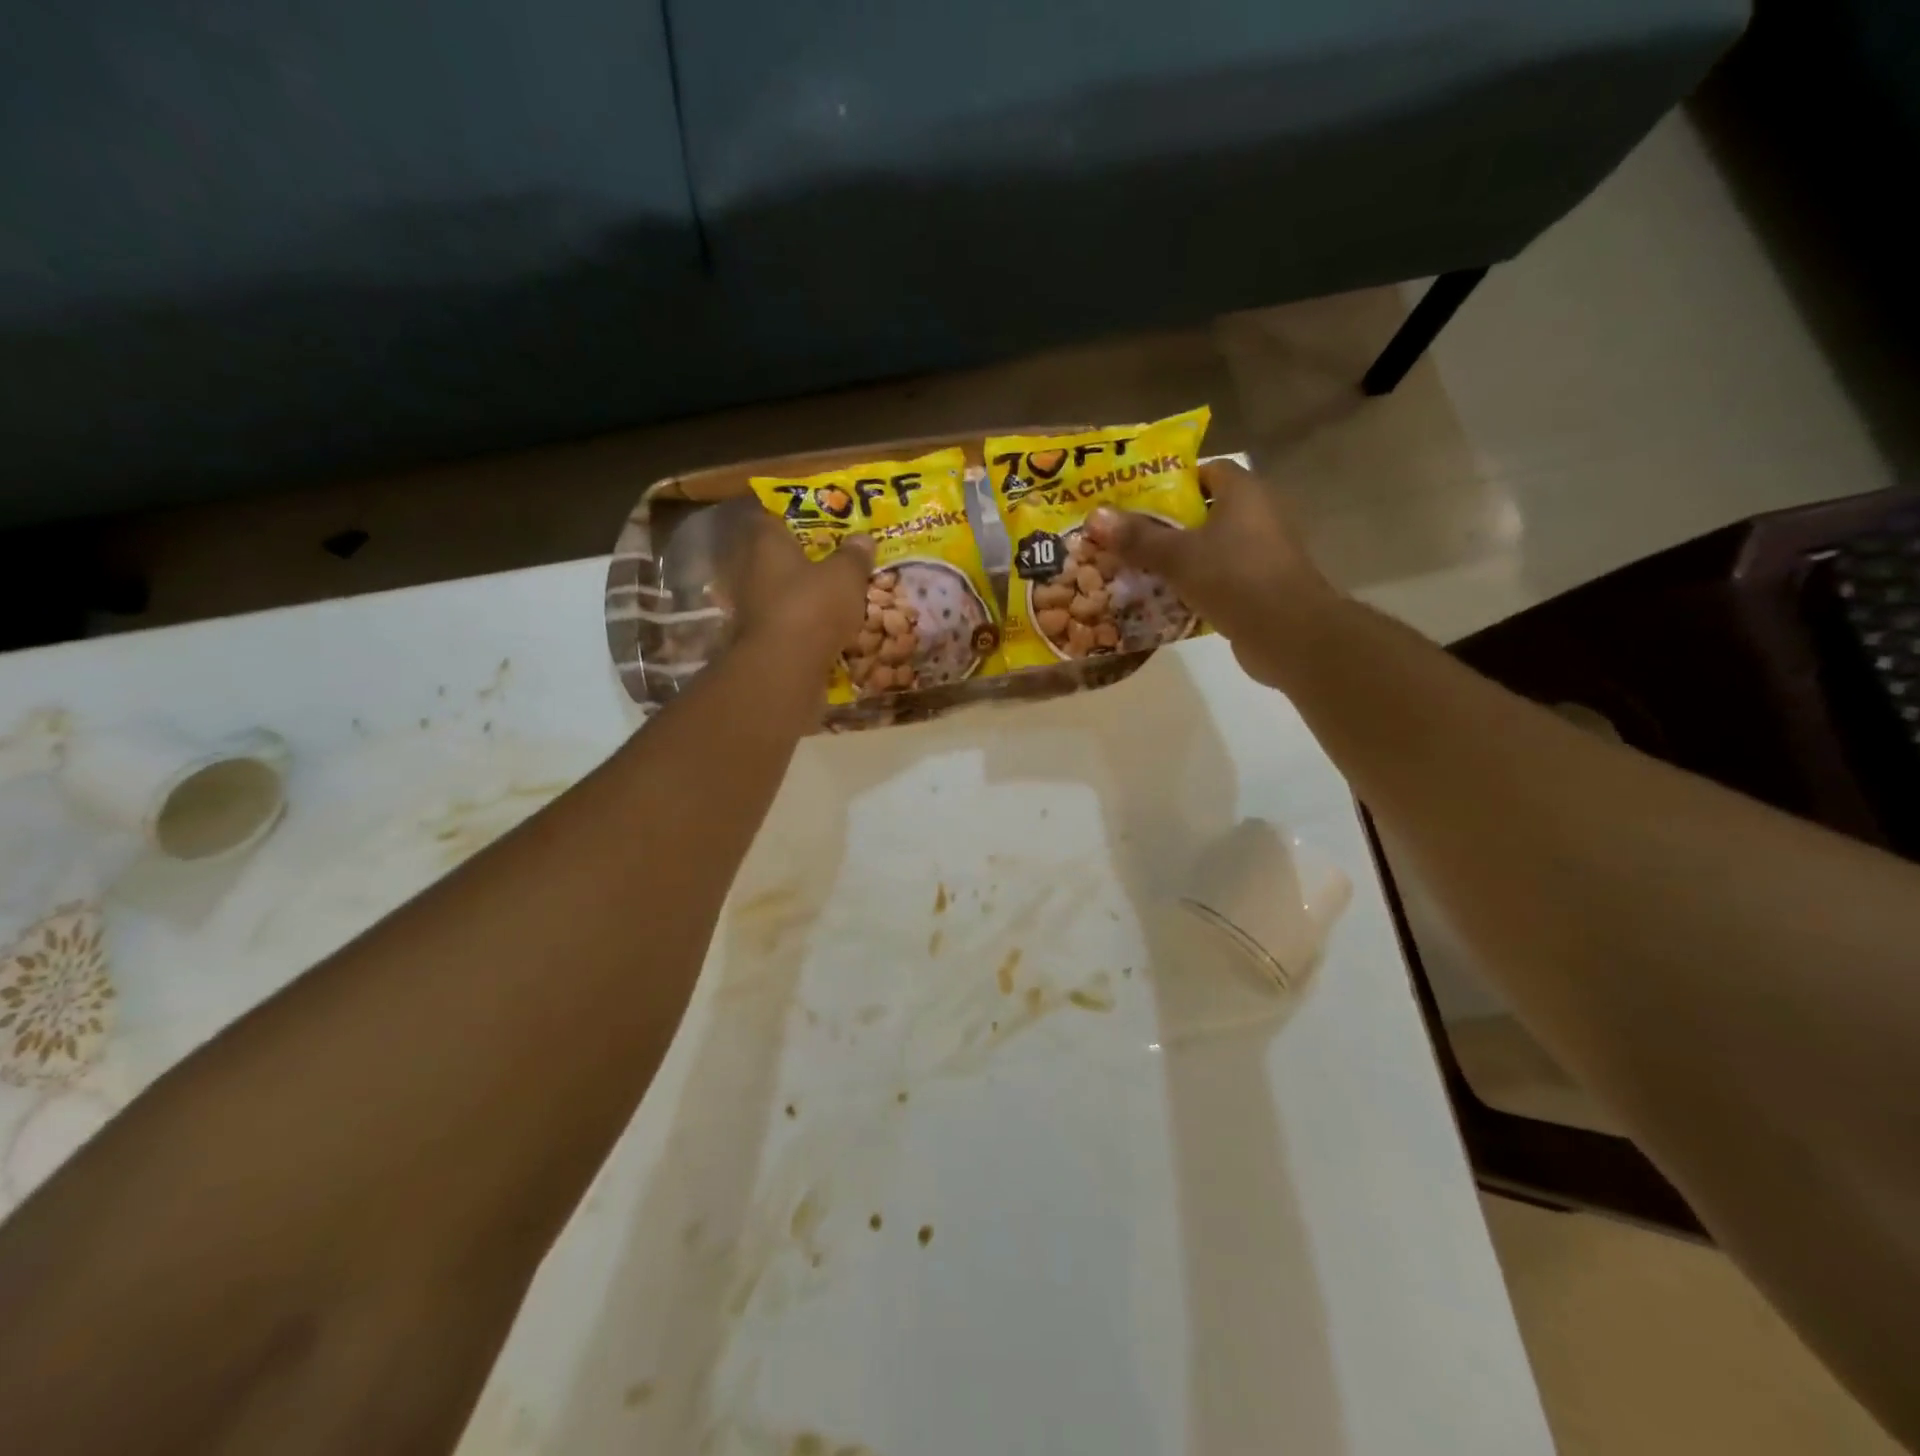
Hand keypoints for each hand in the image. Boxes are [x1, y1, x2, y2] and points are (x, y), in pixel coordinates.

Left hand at [727, 513, 874, 669]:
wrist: (785, 667)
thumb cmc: (813, 606)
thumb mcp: (846, 575)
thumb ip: (854, 555)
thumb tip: (862, 538)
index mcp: (766, 542)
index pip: (773, 516)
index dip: (797, 516)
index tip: (821, 520)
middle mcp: (751, 569)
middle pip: (777, 555)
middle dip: (803, 558)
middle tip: (835, 558)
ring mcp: (751, 605)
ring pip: (781, 590)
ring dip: (803, 592)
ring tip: (835, 594)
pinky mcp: (759, 637)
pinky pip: (786, 620)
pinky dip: (802, 621)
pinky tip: (826, 625)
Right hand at [1086, 461, 1339, 688]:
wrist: (1289, 633)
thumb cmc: (1234, 578)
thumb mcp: (1177, 556)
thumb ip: (1138, 537)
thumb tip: (1096, 517)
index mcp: (1244, 492)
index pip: (1206, 470)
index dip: (1172, 480)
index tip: (1137, 498)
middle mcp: (1259, 514)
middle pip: (1206, 510)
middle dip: (1168, 523)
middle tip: (1128, 536)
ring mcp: (1264, 552)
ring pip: (1212, 546)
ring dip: (1181, 557)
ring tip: (1138, 567)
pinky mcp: (1262, 585)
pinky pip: (1221, 576)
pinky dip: (1196, 583)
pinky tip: (1165, 598)